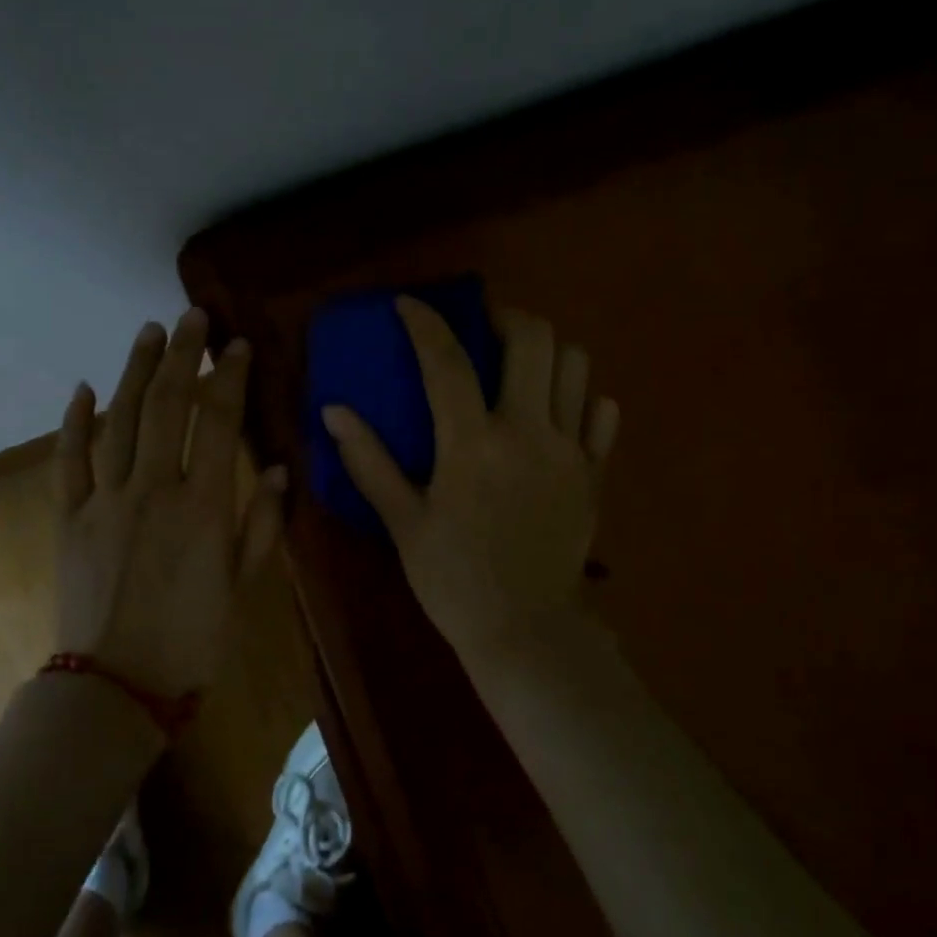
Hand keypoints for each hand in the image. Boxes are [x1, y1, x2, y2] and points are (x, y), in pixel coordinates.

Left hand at [54, 307, 286, 697]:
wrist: (117, 684)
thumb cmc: (192, 639)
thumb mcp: (242, 586)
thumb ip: (260, 524)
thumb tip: (274, 469)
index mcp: (202, 508)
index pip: (218, 424)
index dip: (229, 378)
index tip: (236, 345)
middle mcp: (152, 490)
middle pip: (166, 406)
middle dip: (181, 355)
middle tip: (191, 316)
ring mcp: (104, 501)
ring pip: (118, 421)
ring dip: (133, 371)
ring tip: (147, 331)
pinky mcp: (69, 518)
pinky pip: (69, 461)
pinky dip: (74, 422)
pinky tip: (84, 388)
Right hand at [322, 298, 618, 662]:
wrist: (525, 631)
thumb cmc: (453, 579)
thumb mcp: (403, 522)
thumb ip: (370, 462)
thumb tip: (334, 412)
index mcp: (472, 444)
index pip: (446, 361)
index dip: (425, 323)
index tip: (409, 306)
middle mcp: (528, 432)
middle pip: (534, 340)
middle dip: (506, 318)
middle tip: (484, 330)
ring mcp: (569, 451)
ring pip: (576, 366)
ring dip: (546, 353)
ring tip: (521, 368)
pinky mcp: (594, 474)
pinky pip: (602, 414)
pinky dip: (582, 398)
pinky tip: (558, 412)